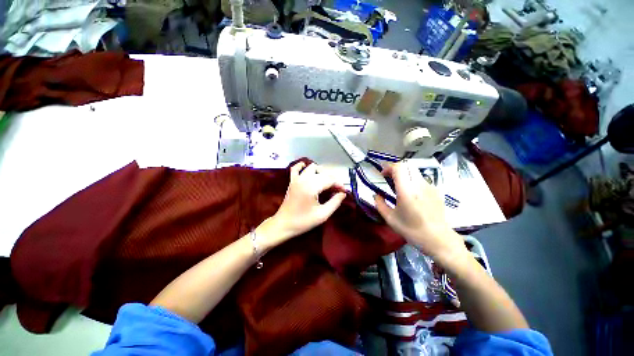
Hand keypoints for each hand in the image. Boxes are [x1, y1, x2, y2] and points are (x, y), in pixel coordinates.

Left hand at [258, 162, 345, 249]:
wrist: (283, 225)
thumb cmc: (303, 222)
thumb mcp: (323, 215)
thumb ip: (335, 202)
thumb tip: (343, 193)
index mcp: (311, 187)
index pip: (329, 180)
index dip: (339, 184)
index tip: (345, 191)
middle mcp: (304, 180)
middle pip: (323, 173)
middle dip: (332, 179)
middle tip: (337, 189)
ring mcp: (296, 179)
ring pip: (312, 168)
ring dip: (321, 172)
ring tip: (327, 182)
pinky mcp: (292, 181)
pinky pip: (296, 168)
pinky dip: (303, 166)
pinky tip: (308, 169)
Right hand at [374, 162, 467, 262]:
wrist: (438, 239)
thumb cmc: (412, 230)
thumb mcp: (390, 219)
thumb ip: (380, 204)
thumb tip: (376, 195)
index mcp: (406, 191)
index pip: (399, 167)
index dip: (388, 167)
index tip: (383, 175)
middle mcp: (419, 185)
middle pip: (407, 165)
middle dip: (395, 169)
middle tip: (389, 178)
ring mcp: (429, 186)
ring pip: (414, 171)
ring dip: (404, 174)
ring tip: (399, 186)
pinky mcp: (435, 190)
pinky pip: (421, 179)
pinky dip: (412, 180)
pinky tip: (411, 194)